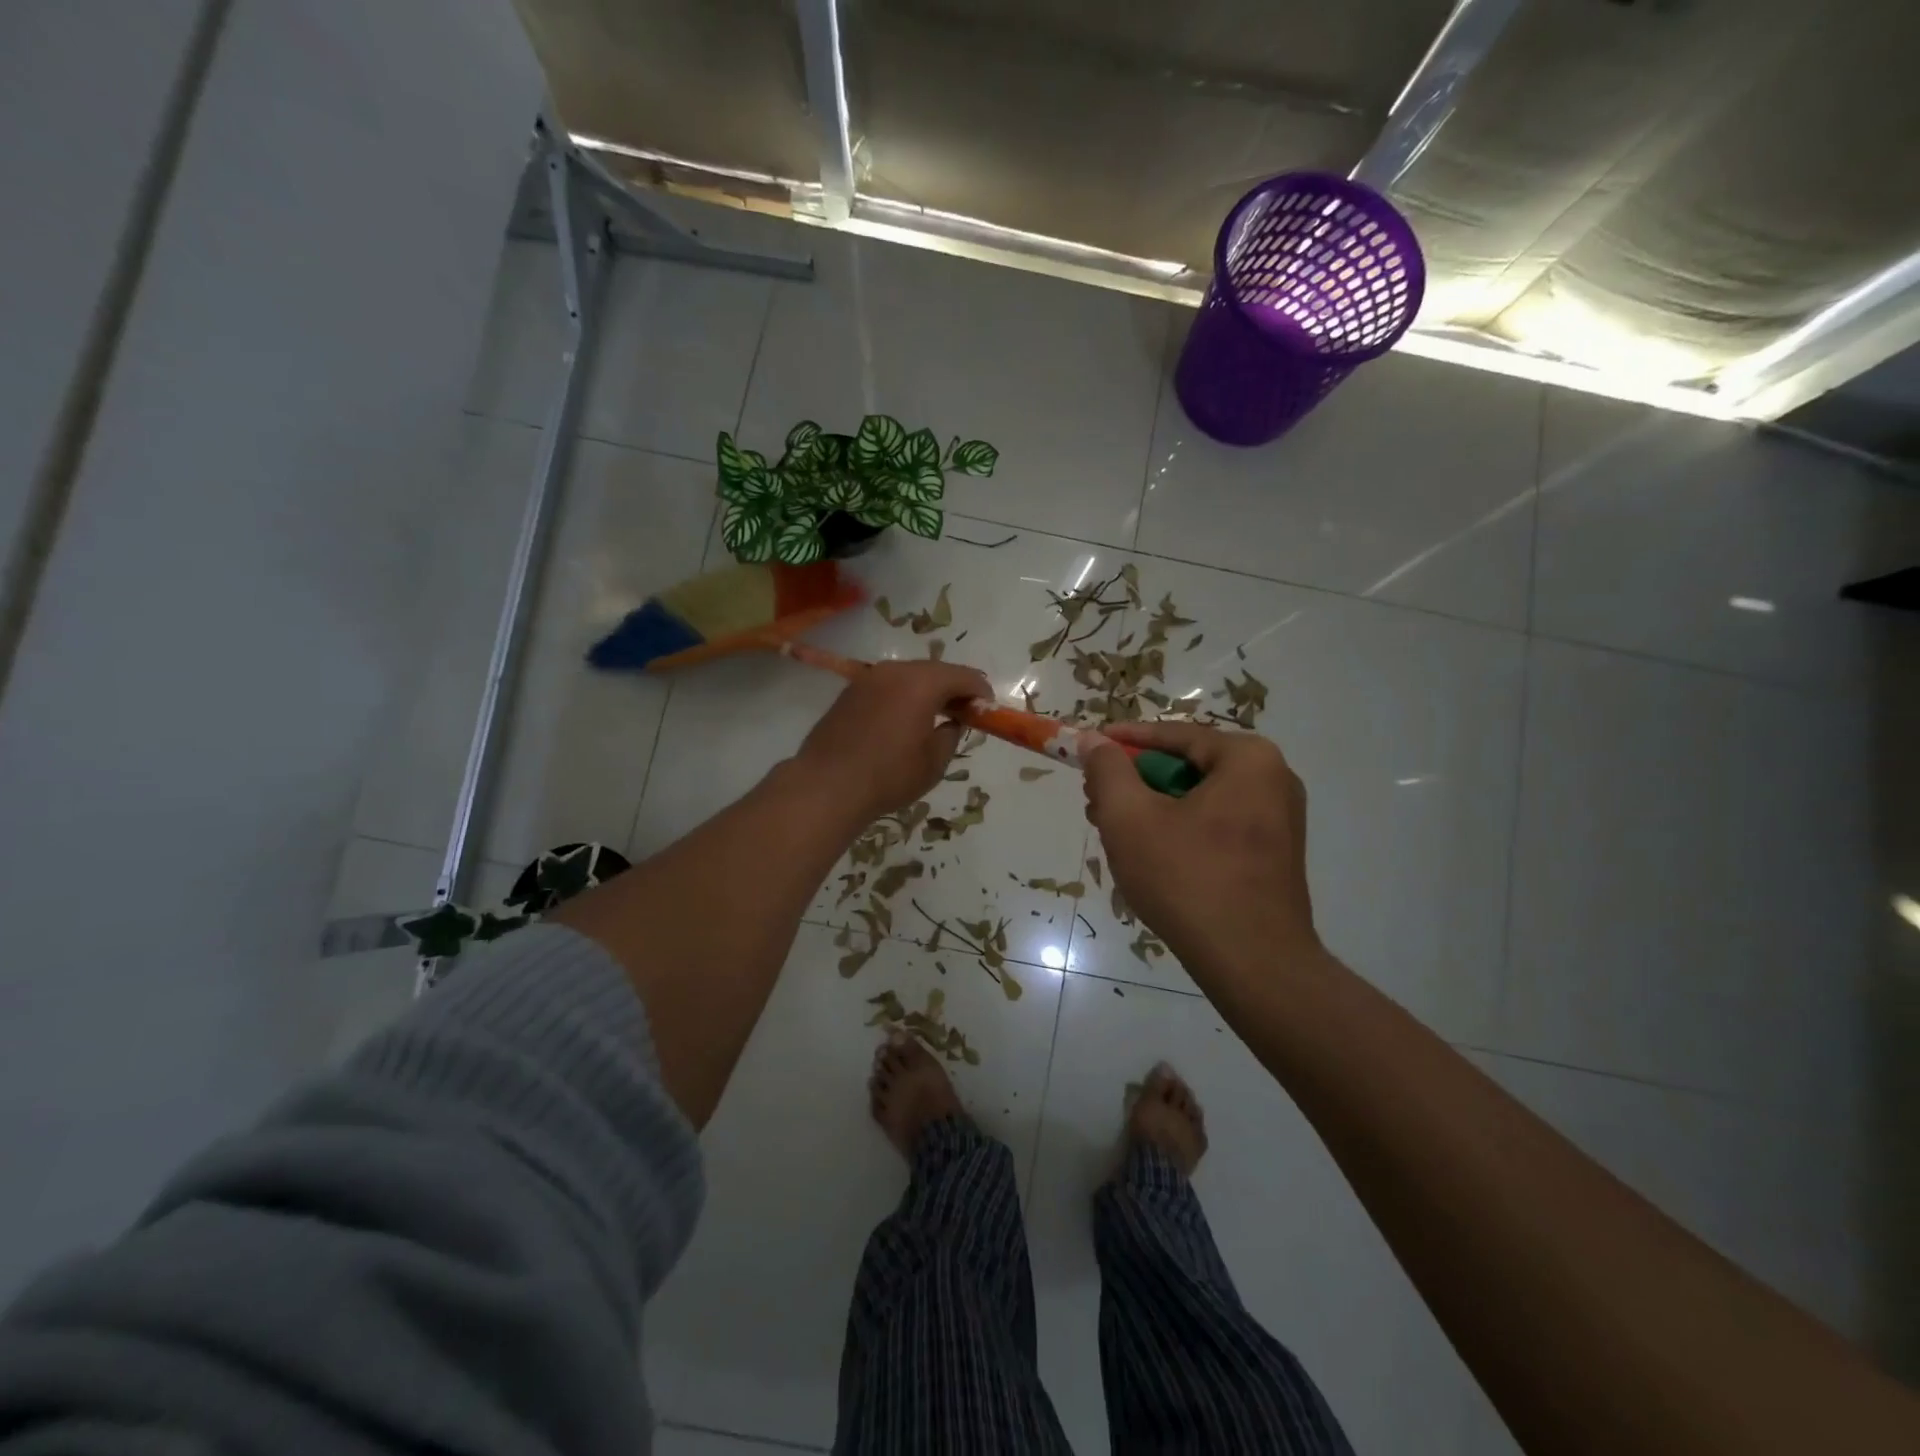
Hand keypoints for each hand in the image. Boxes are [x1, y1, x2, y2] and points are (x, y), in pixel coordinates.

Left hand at [794, 659, 992, 823]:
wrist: (827, 785)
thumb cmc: (889, 775)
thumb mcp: (934, 761)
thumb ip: (951, 735)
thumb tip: (952, 723)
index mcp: (922, 682)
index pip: (964, 676)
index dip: (980, 692)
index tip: (988, 711)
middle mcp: (895, 671)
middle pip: (935, 671)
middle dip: (954, 689)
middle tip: (965, 713)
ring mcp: (868, 679)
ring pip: (909, 676)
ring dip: (927, 692)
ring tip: (935, 717)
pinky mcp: (849, 693)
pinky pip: (887, 686)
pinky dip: (902, 697)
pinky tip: (903, 720)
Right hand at [1082, 721, 1321, 994]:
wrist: (1253, 963)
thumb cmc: (1188, 879)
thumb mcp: (1130, 817)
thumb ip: (1107, 770)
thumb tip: (1093, 741)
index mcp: (1248, 758)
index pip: (1173, 735)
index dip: (1122, 740)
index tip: (1086, 747)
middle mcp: (1274, 780)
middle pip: (1186, 767)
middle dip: (1136, 782)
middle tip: (1095, 801)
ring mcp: (1279, 820)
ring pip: (1199, 800)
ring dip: (1153, 810)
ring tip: (1114, 834)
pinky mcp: (1274, 855)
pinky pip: (1217, 826)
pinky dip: (1180, 831)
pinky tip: (1151, 858)